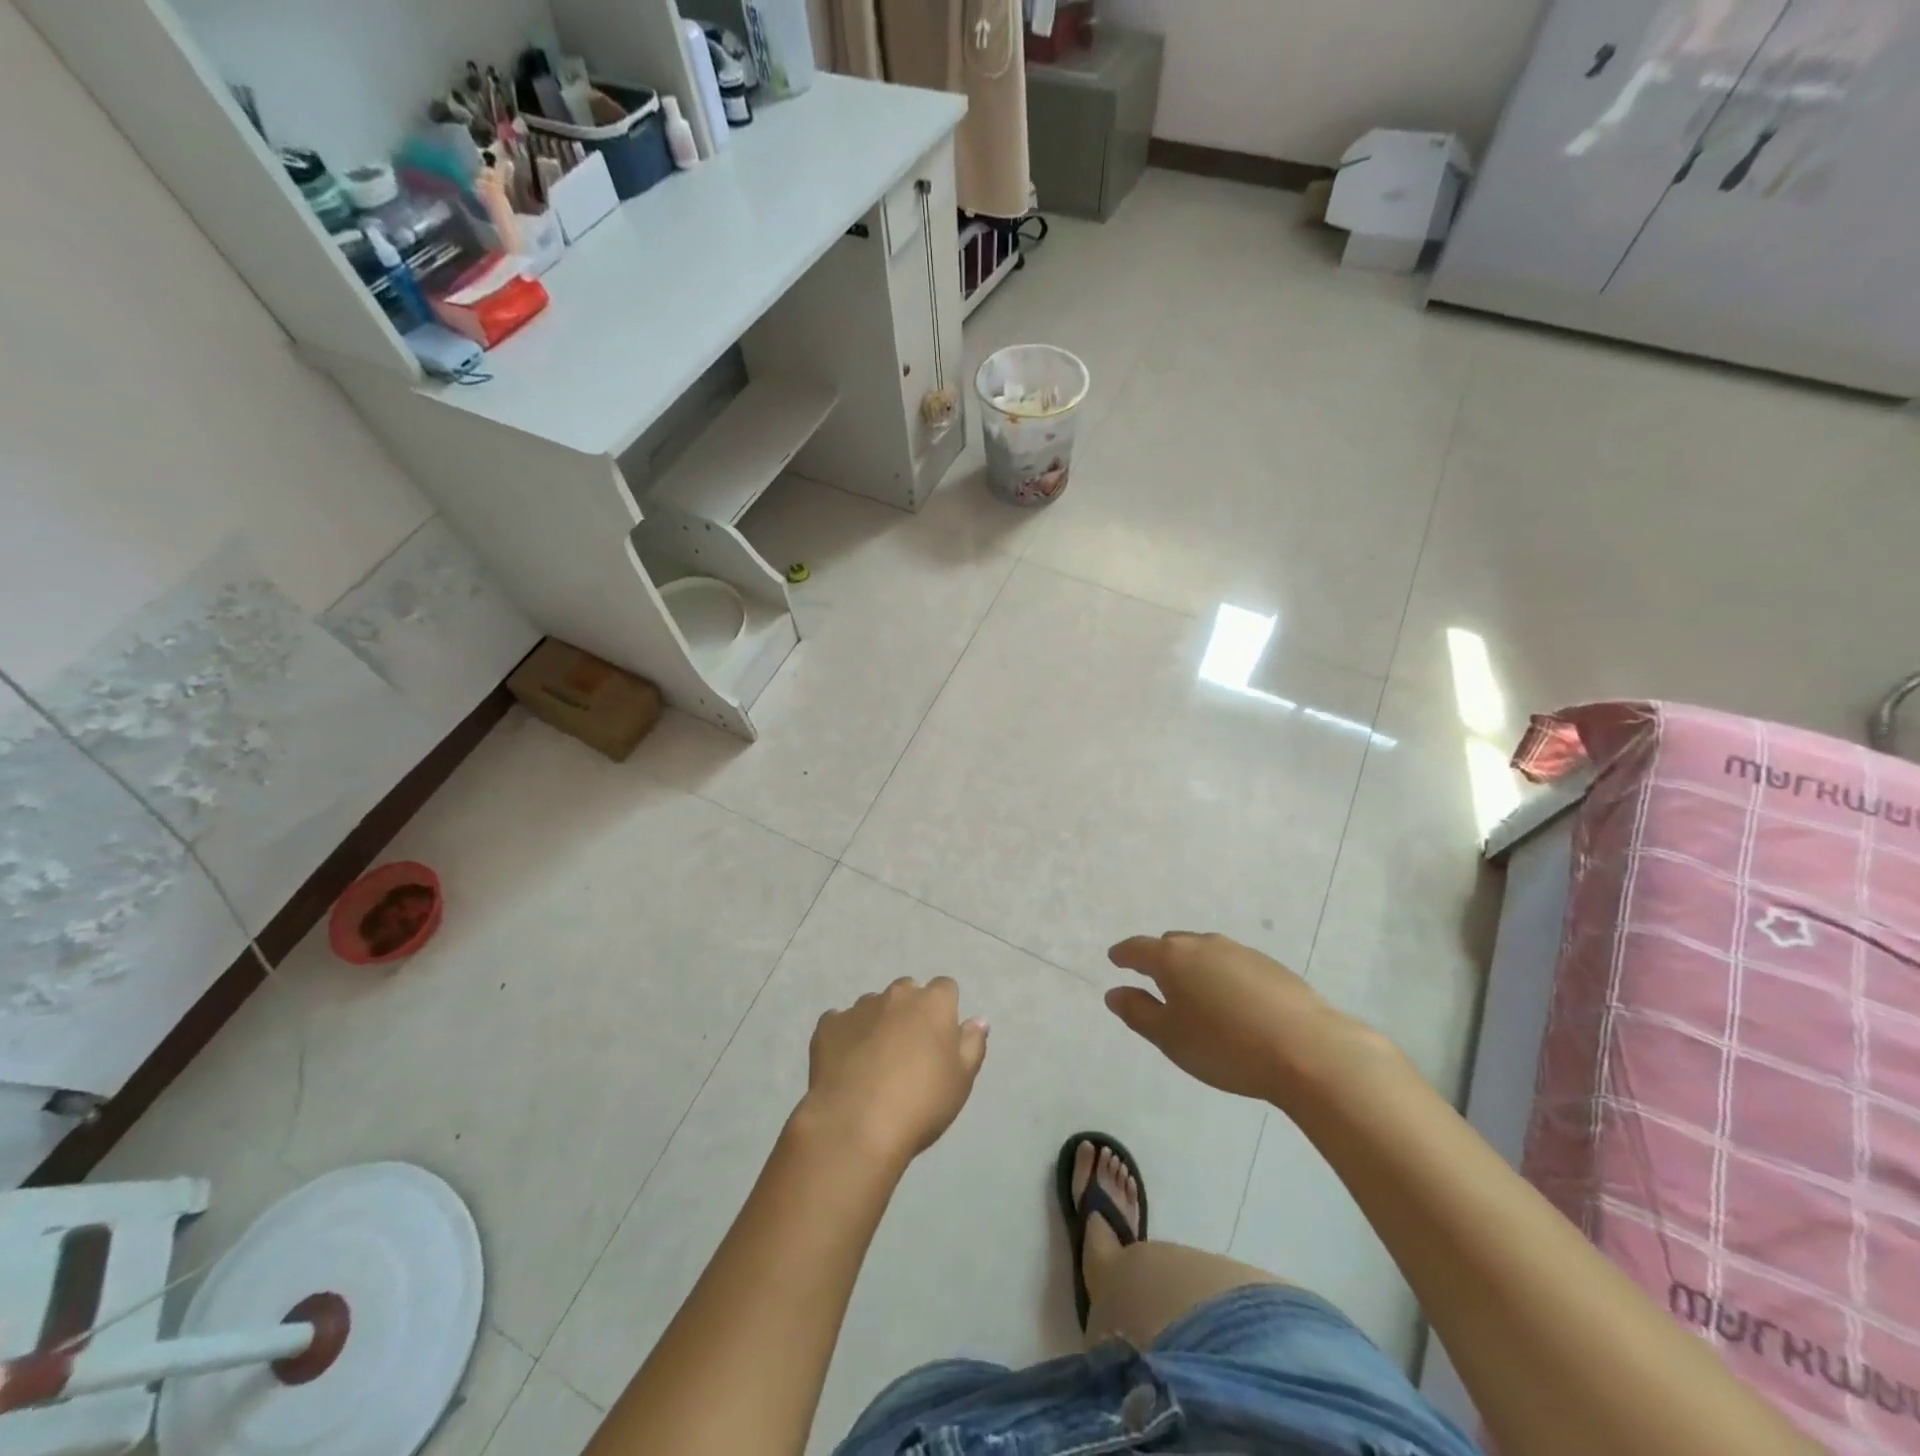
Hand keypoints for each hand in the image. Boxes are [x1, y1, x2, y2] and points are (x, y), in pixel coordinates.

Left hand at [800, 977, 988, 1168]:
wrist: (856, 1125)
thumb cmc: (920, 1103)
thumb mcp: (961, 1080)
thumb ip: (972, 1044)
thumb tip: (978, 1020)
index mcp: (933, 1003)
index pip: (945, 988)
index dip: (944, 1010)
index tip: (940, 1038)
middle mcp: (896, 996)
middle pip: (907, 992)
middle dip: (909, 1012)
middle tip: (908, 1051)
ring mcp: (859, 1007)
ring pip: (873, 1006)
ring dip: (877, 1023)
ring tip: (874, 1062)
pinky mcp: (828, 1026)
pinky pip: (840, 1023)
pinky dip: (845, 1037)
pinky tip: (845, 1065)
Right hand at [1105, 932, 1380, 1104]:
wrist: (1307, 1050)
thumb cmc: (1225, 1046)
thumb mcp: (1170, 1038)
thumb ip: (1138, 1013)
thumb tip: (1114, 993)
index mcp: (1172, 958)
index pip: (1137, 949)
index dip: (1123, 955)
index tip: (1115, 960)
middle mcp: (1203, 944)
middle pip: (1172, 945)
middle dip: (1159, 959)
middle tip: (1154, 982)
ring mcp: (1240, 951)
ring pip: (1205, 952)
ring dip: (1193, 967)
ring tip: (1195, 996)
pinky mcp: (1271, 966)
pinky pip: (1232, 964)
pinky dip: (1222, 977)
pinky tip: (1233, 1004)